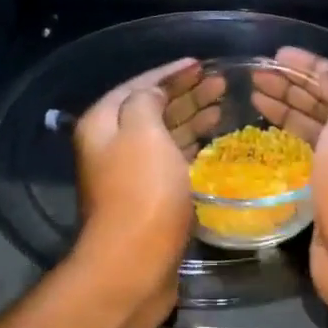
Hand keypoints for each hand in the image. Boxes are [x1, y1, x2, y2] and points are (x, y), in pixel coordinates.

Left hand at [71, 57, 223, 327]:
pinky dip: (193, 147)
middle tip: (220, 83)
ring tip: (223, 106)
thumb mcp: (142, 132)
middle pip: (152, 109)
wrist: (134, 264)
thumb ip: (147, 101)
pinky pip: (173, 161)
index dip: (169, 72)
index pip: (139, 85)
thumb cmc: (141, 192)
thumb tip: (153, 93)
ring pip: (165, 135)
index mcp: (103, 123)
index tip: (200, 63)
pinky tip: (214, 142)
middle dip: (185, 93)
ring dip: (192, 118)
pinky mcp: (150, 198)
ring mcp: (130, 174)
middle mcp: (112, 145)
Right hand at [250, 46, 327, 321]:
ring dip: (286, 108)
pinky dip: (287, 138)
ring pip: (315, 127)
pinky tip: (265, 130)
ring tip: (254, 94)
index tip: (278, 53)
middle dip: (294, 84)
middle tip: (257, 73)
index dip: (312, 63)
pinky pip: (305, 154)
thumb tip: (326, 72)